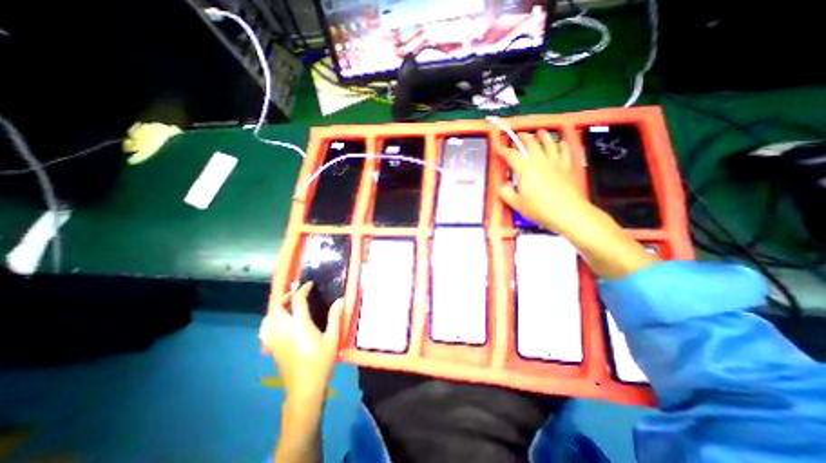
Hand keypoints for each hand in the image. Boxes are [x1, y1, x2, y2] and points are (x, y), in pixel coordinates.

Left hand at [262, 282, 346, 401]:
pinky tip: (278, 323)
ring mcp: (274, 339)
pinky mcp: (271, 348)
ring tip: (287, 306)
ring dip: (276, 308)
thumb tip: (340, 300)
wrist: (305, 387)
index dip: (303, 289)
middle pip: (277, 306)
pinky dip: (269, 321)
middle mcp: (283, 329)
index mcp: (300, 325)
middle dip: (286, 296)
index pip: (297, 300)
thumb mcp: (332, 338)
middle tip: (297, 294)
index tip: (309, 285)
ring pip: (267, 317)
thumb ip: (335, 317)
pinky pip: (264, 330)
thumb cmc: (321, 361)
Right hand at [496, 132, 594, 235]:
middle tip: (520, 135)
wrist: (568, 212)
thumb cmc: (539, 209)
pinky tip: (560, 143)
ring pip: (549, 143)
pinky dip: (561, 145)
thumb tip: (503, 185)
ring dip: (543, 136)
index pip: (512, 156)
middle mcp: (540, 161)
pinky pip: (565, 151)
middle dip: (524, 138)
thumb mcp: (517, 204)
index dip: (503, 151)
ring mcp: (556, 162)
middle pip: (532, 144)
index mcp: (525, 169)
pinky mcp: (568, 167)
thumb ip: (506, 193)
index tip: (498, 148)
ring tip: (540, 132)